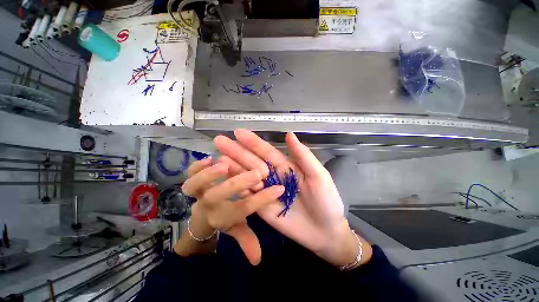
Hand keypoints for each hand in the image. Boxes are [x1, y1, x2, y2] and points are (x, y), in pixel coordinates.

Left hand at [180, 157, 284, 264]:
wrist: (201, 214)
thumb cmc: (224, 218)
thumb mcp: (236, 229)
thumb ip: (246, 240)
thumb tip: (258, 260)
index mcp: (222, 216)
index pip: (243, 209)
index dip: (262, 200)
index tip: (279, 189)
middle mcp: (208, 204)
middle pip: (219, 196)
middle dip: (238, 185)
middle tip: (256, 174)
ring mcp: (197, 192)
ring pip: (196, 185)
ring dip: (209, 175)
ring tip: (226, 165)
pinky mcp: (191, 181)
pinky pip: (189, 174)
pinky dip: (196, 166)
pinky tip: (209, 158)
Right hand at [214, 129, 371, 266]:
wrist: (325, 232)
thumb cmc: (326, 201)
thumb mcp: (318, 175)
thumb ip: (303, 156)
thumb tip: (289, 134)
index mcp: (286, 166)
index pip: (266, 151)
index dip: (253, 142)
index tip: (239, 132)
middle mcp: (274, 176)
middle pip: (252, 161)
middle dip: (236, 151)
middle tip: (219, 141)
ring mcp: (266, 191)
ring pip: (247, 176)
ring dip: (232, 167)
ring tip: (217, 157)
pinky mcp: (262, 207)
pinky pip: (248, 195)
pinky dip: (237, 187)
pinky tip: (225, 179)